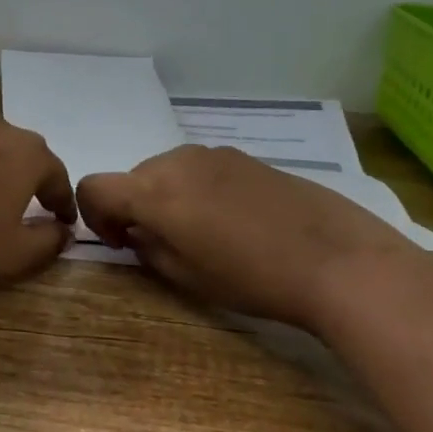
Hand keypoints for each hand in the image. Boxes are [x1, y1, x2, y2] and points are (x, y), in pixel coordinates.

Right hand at [76, 145, 420, 328]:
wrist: (338, 260)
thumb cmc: (253, 278)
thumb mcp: (187, 276)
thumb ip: (149, 248)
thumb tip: (138, 233)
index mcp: (155, 192)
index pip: (95, 187)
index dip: (93, 215)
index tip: (121, 242)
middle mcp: (178, 161)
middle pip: (132, 177)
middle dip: (132, 207)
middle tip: (159, 244)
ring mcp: (215, 153)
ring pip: (167, 170)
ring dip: (165, 197)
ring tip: (199, 233)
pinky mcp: (246, 156)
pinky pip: (200, 168)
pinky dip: (195, 189)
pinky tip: (231, 220)